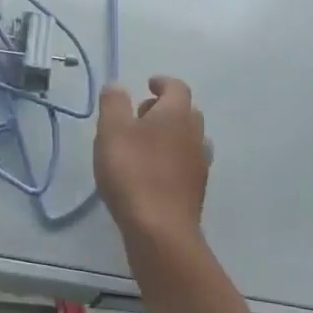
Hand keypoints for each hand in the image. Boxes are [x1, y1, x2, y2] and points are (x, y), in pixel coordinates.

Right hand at [95, 76, 208, 254]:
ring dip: (171, 136)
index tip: (148, 84)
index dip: (162, 83)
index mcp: (177, 114)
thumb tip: (118, 86)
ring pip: (189, 139)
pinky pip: (186, 164)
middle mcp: (195, 134)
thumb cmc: (133, 172)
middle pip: (186, 112)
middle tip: (140, 116)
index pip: (177, 87)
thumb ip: (114, 103)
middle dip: (165, 109)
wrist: (160, 230)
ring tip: (144, 146)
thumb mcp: (112, 130)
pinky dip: (172, 160)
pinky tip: (153, 173)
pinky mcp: (196, 190)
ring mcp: (199, 164)